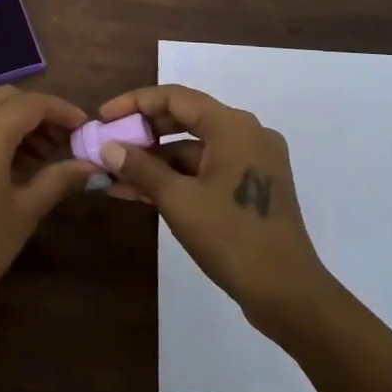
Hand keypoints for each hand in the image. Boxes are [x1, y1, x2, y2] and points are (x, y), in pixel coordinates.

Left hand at [0, 86, 92, 349]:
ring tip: (39, 154)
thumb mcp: (23, 214)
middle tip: (62, 140)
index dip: (62, 111)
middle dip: (36, 111)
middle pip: (5, 97)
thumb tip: (90, 166)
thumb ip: (57, 180)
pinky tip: (6, 160)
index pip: (32, 103)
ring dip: (12, 119)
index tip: (84, 126)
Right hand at [97, 84, 335, 333]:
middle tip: (107, 144)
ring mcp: (252, 160)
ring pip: (194, 147)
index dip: (134, 103)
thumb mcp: (179, 201)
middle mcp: (246, 133)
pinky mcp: (252, 185)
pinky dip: (177, 177)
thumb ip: (141, 168)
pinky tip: (141, 191)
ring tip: (114, 174)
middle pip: (185, 118)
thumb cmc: (232, 238)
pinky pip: (206, 168)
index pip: (175, 97)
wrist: (288, 294)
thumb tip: (107, 147)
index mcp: (232, 126)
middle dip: (143, 132)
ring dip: (155, 159)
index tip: (103, 117)